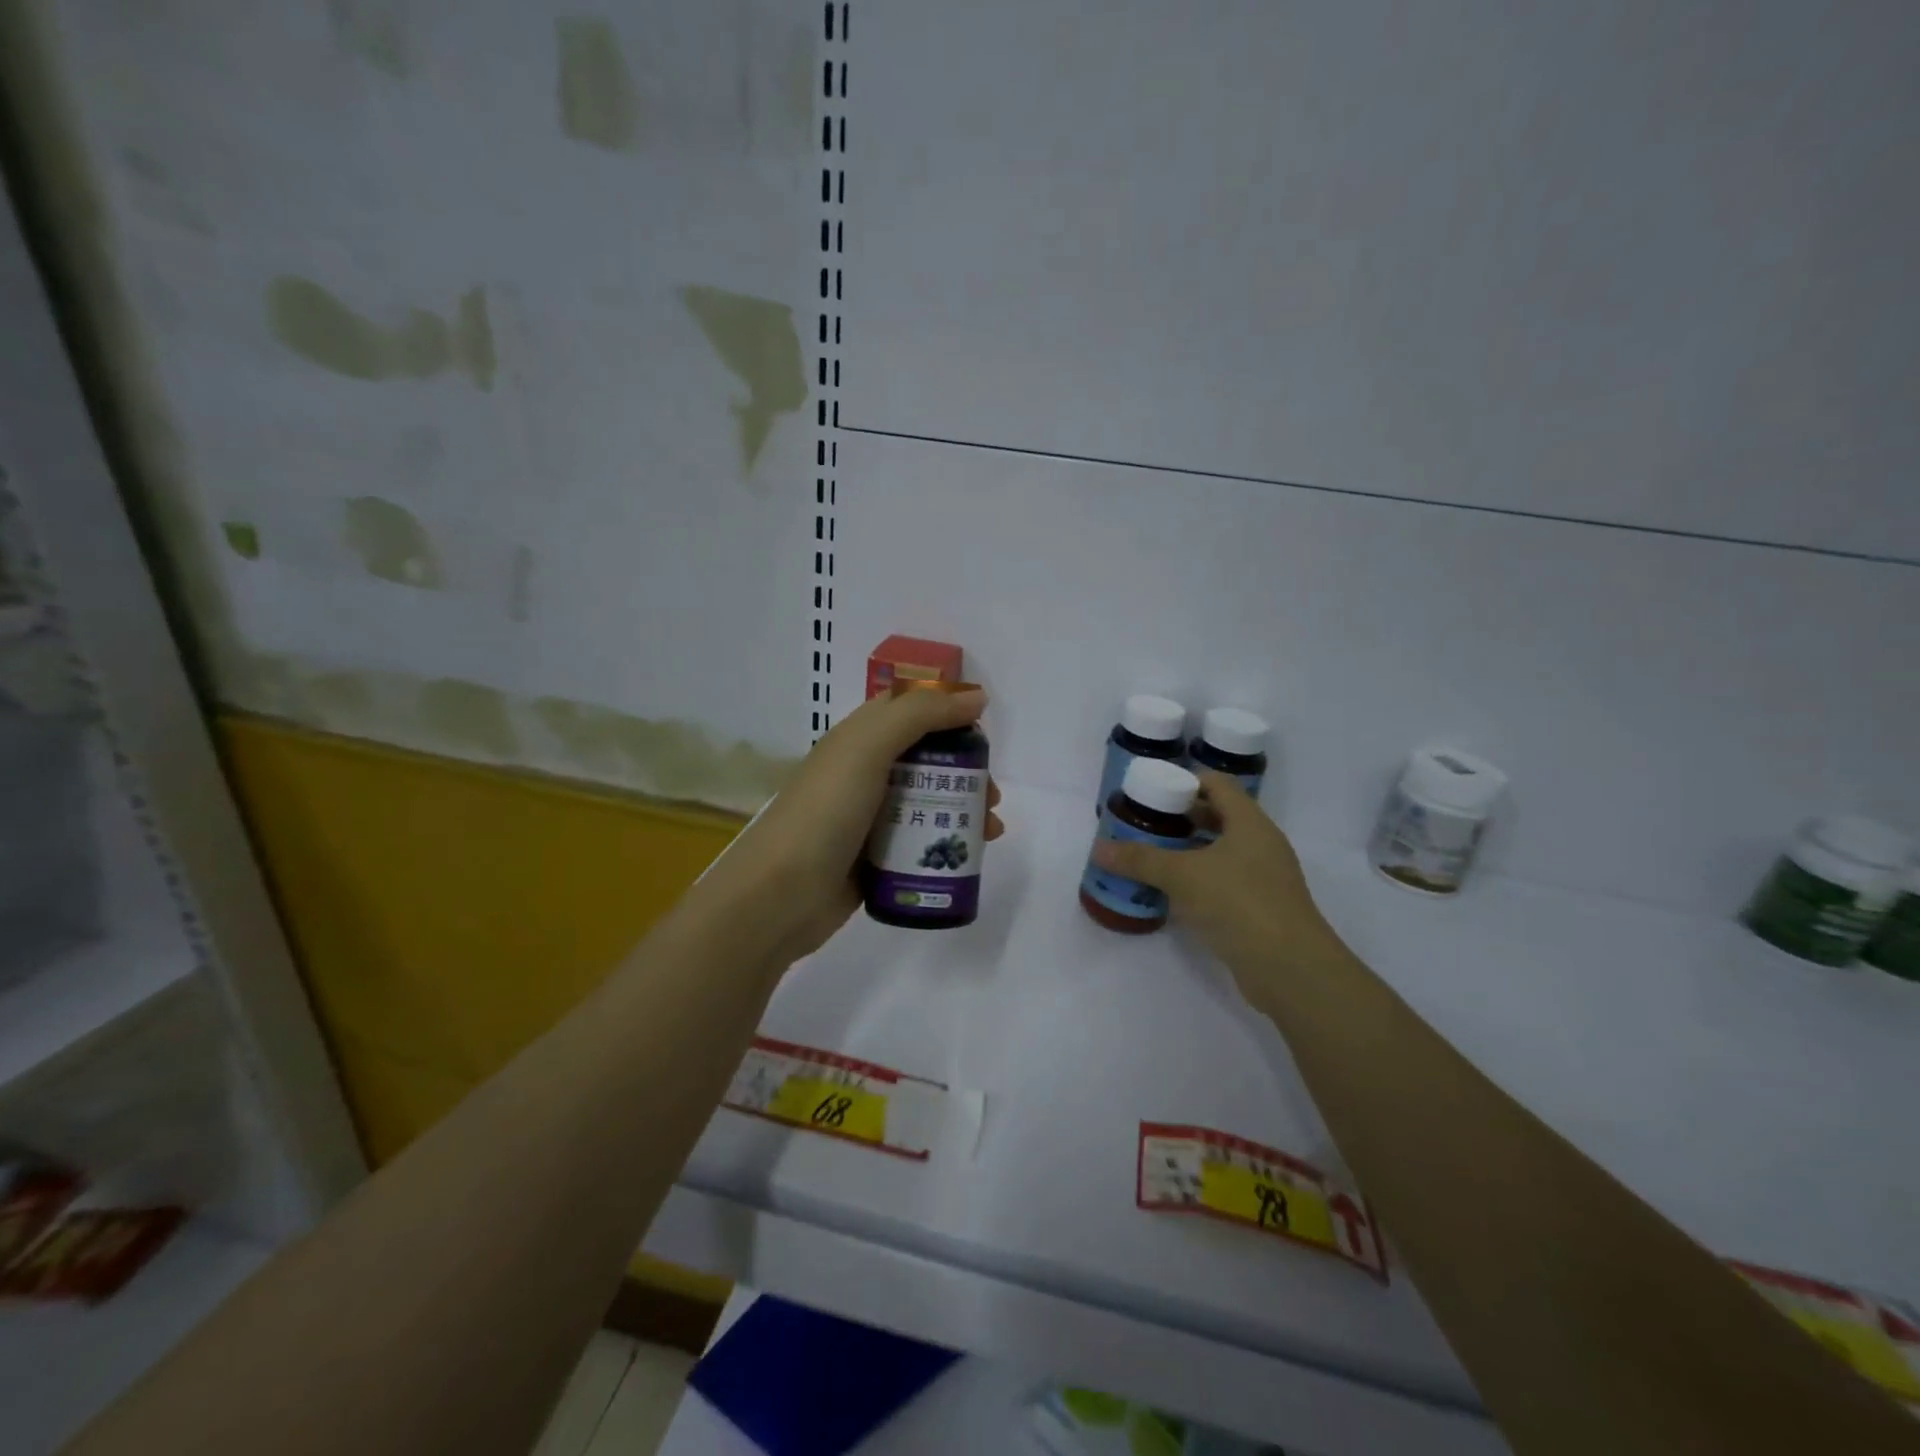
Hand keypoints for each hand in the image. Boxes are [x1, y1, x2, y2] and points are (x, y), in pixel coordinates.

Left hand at [714, 688, 1003, 964]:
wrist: (780, 895)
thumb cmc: (826, 811)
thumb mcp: (869, 747)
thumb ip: (922, 714)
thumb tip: (977, 696)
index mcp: (858, 739)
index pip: (908, 710)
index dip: (946, 713)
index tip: (982, 733)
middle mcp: (863, 772)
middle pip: (925, 760)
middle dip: (965, 771)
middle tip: (991, 795)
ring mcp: (868, 818)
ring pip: (927, 802)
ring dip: (963, 809)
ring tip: (991, 830)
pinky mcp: (875, 857)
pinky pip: (918, 841)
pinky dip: (946, 842)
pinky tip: (970, 856)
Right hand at [1091, 771, 1350, 1004]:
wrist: (1289, 968)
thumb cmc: (1238, 903)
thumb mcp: (1182, 875)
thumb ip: (1140, 859)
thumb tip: (1099, 848)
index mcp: (1250, 822)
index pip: (1216, 784)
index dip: (1184, 781)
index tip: (1150, 790)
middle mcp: (1261, 844)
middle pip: (1218, 817)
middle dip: (1180, 818)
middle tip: (1143, 823)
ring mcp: (1264, 878)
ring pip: (1220, 852)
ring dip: (1187, 851)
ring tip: (1149, 854)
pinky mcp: (1260, 909)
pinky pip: (1223, 882)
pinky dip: (1197, 881)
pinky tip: (1170, 892)